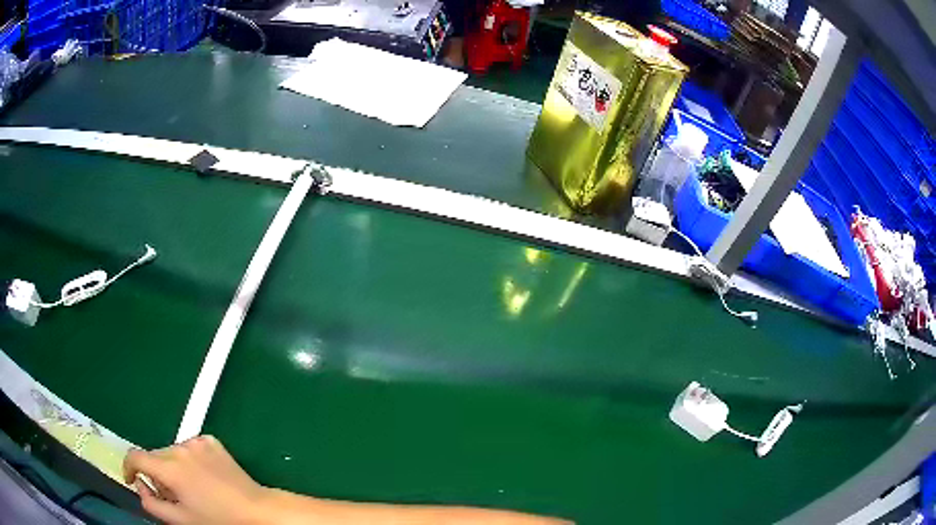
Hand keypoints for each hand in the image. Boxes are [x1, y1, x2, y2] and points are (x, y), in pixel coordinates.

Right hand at [123, 435, 268, 524]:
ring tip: (190, 489)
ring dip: (172, 467)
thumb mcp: (181, 520)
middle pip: (154, 456)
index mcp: (169, 467)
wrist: (256, 511)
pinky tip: (203, 477)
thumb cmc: (218, 520)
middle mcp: (180, 448)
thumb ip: (151, 503)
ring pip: (171, 452)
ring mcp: (197, 442)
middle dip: (156, 474)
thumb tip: (139, 486)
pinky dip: (190, 460)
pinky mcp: (211, 442)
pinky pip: (190, 448)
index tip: (131, 480)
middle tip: (170, 495)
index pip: (135, 456)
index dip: (128, 468)